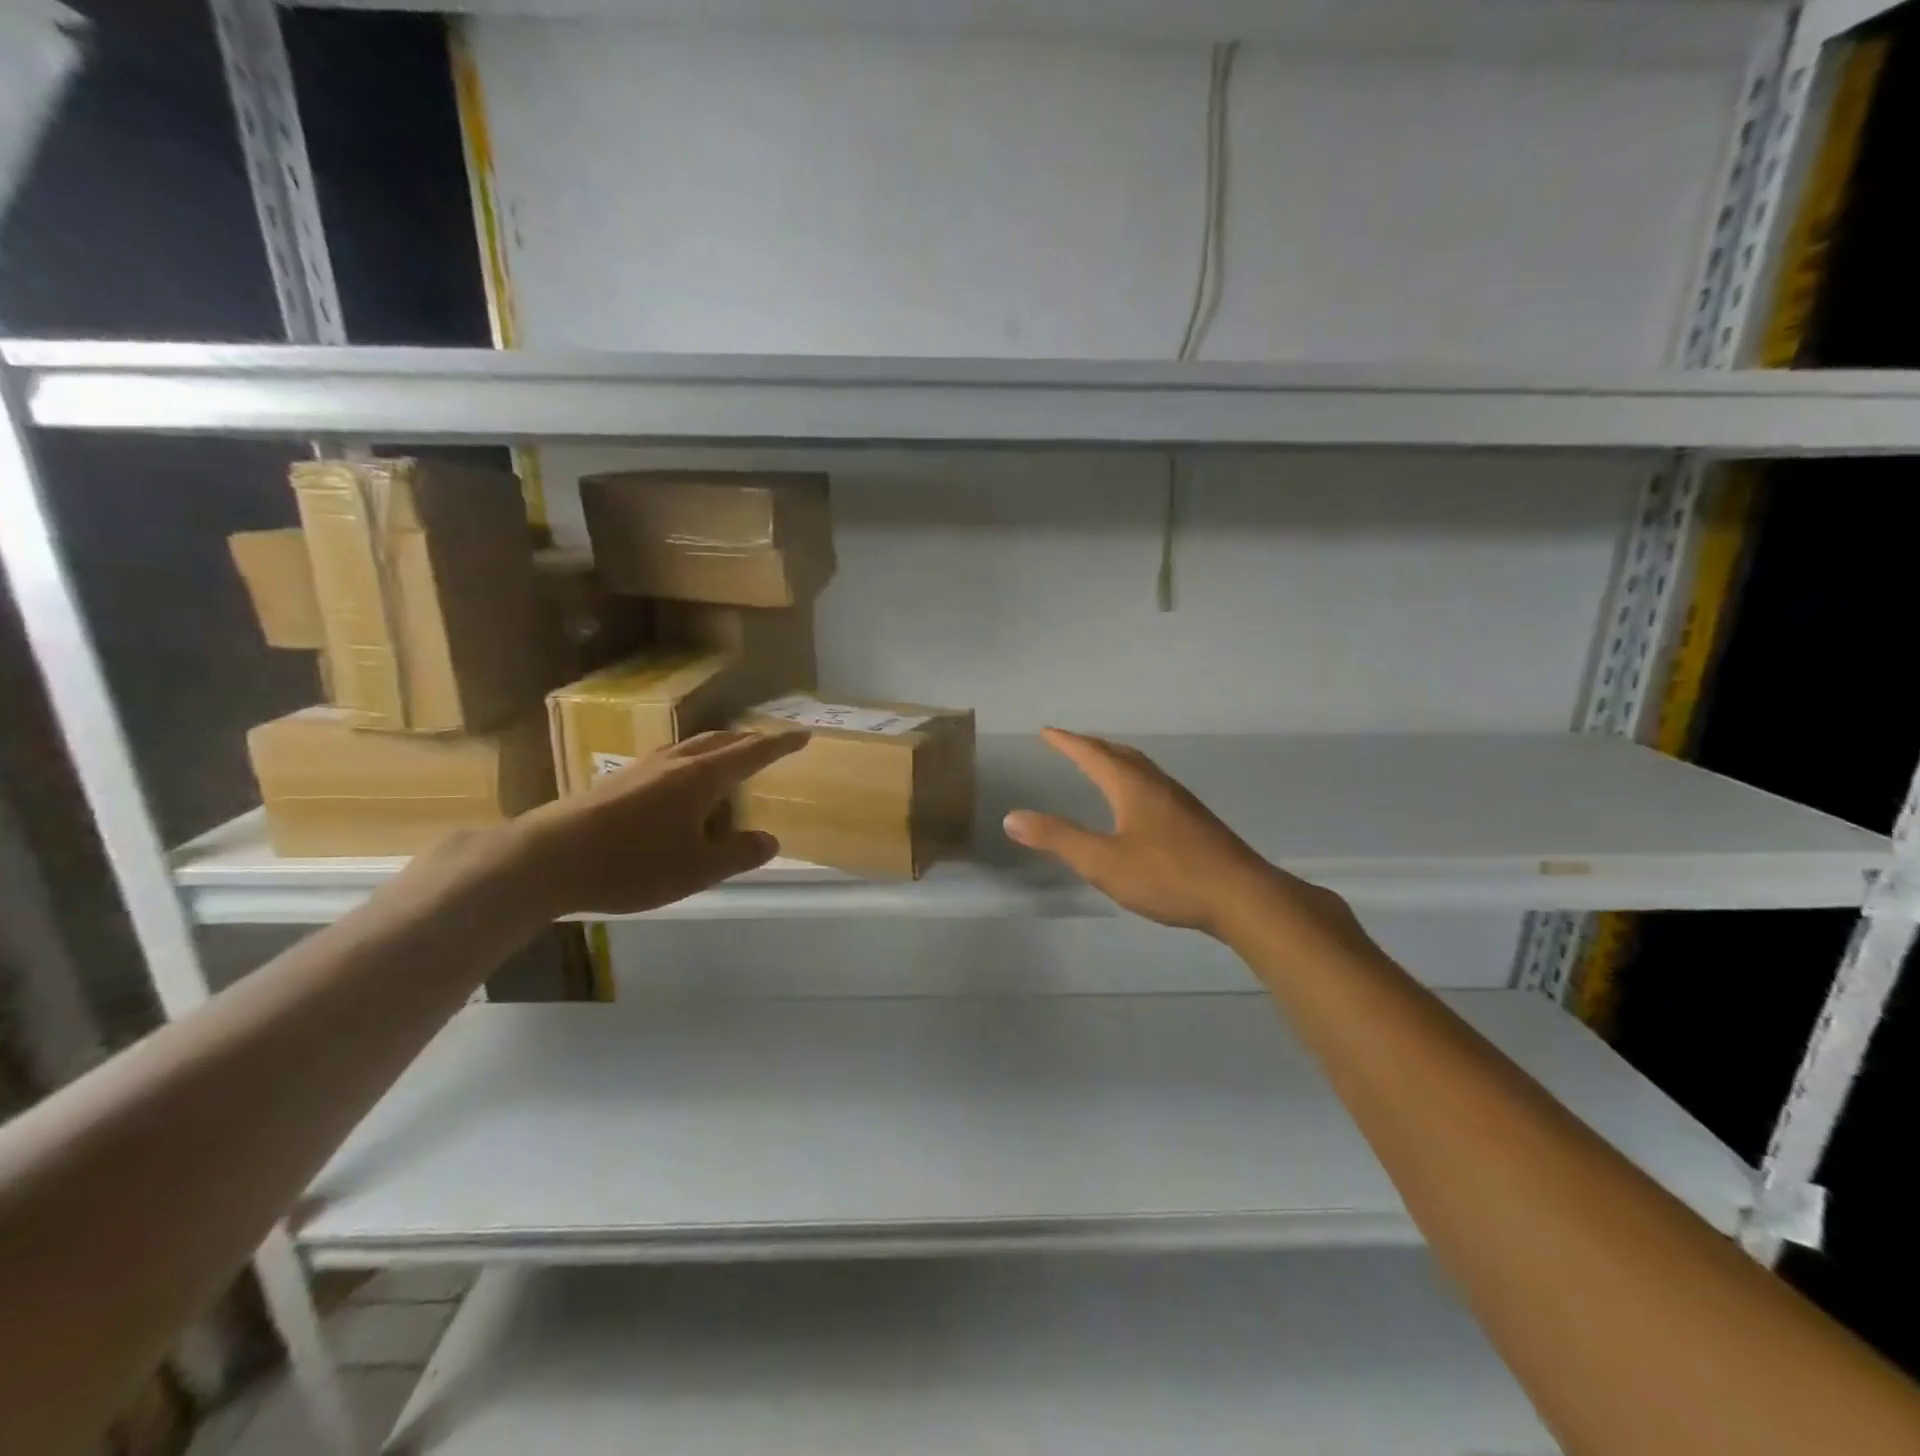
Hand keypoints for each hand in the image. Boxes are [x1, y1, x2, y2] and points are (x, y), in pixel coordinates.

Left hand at [507, 729, 809, 917]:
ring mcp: (643, 767)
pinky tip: (682, 783)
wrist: (548, 859)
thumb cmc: (631, 864)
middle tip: (771, 745)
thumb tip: (770, 840)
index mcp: (701, 777)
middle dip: (751, 741)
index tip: (803, 735)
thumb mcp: (696, 869)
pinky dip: (693, 761)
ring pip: (693, 746)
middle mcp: (675, 762)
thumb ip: (738, 854)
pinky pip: (671, 759)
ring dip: (720, 747)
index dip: (780, 744)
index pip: (752, 753)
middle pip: (722, 741)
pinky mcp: (619, 779)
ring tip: (730, 760)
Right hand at [1003, 728, 1351, 942]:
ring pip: (1143, 770)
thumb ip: (1058, 838)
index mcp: (1132, 787)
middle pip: (1121, 755)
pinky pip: (1156, 787)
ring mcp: (1181, 802)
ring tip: (1102, 767)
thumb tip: (1012, 817)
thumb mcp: (1102, 861)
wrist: (1241, 896)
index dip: (1067, 742)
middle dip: (1092, 747)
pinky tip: (1139, 806)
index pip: (1092, 754)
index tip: (1047, 731)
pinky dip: (1135, 781)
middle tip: (1072, 744)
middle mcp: (1157, 785)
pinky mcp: (1196, 822)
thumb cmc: (1167, 876)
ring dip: (1117, 762)